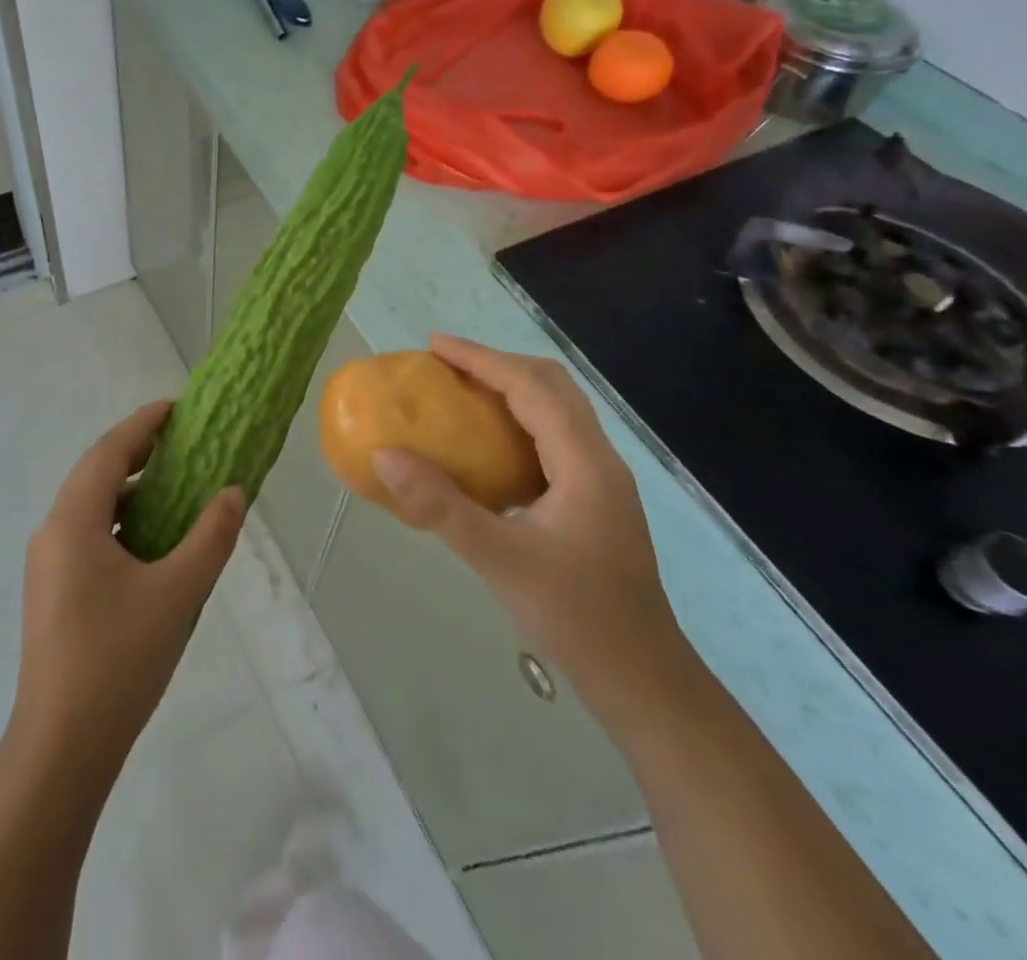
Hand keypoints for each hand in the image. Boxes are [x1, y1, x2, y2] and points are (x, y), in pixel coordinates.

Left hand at [10, 402, 244, 776]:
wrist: (62, 746)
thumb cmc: (120, 659)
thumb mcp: (178, 593)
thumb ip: (210, 537)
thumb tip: (232, 493)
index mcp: (73, 521)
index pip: (108, 452)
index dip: (142, 425)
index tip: (175, 407)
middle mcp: (52, 532)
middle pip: (94, 473)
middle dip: (135, 452)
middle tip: (179, 442)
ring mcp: (47, 564)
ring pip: (88, 505)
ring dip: (126, 488)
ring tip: (171, 486)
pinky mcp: (51, 591)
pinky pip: (86, 534)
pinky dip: (118, 520)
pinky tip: (148, 540)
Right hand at [373, 337, 684, 699]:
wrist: (642, 681)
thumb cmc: (575, 617)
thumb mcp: (499, 560)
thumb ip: (440, 506)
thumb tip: (383, 455)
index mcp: (585, 463)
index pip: (531, 387)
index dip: (481, 359)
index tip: (433, 345)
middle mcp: (598, 460)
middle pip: (550, 386)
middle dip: (495, 364)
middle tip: (443, 366)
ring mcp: (600, 481)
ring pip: (555, 410)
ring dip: (508, 389)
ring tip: (458, 393)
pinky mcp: (592, 500)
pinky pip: (551, 438)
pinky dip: (515, 421)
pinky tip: (484, 448)